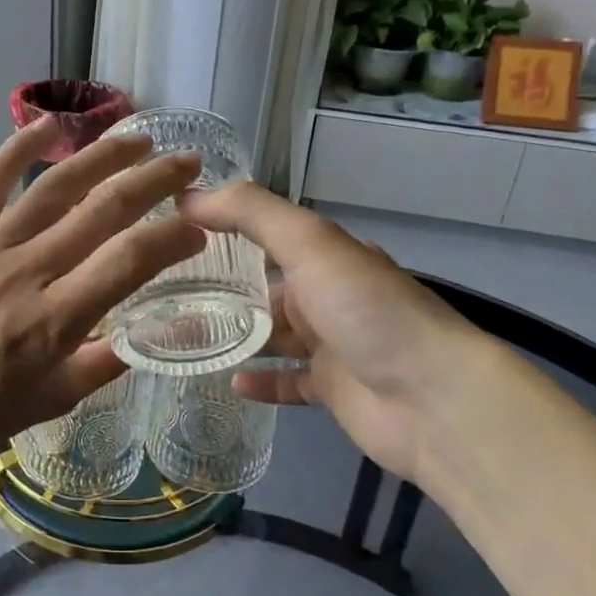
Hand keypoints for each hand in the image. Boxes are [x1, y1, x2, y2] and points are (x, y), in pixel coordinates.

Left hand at [0, 117, 206, 468]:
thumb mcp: (54, 400)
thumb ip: (106, 362)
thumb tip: (150, 331)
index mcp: (57, 320)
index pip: (129, 261)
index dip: (171, 238)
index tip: (197, 228)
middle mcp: (29, 272)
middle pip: (102, 210)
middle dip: (154, 180)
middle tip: (187, 162)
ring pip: (54, 187)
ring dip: (102, 156)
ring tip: (138, 139)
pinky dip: (18, 148)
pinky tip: (49, 125)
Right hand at [179, 183, 504, 487]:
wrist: (431, 398)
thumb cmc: (366, 310)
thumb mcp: (309, 244)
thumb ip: (251, 213)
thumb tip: (188, 196)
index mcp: (327, 256)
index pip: (268, 235)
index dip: (225, 231)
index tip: (173, 236)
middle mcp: (329, 295)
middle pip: (265, 288)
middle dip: (221, 289)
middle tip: (164, 295)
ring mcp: (332, 345)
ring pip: (271, 335)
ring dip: (233, 335)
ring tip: (182, 336)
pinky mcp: (332, 390)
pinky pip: (287, 381)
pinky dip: (260, 380)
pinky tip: (228, 381)